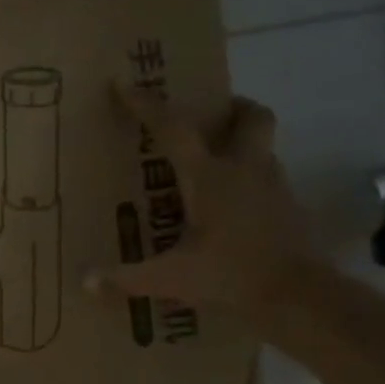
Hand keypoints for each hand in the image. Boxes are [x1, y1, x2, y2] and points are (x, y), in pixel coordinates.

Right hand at [84, 87, 316, 315]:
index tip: (124, 85)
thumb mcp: (171, 279)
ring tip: (213, 167)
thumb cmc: (231, 276)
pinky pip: (268, 180)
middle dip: (231, 107)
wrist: (300, 298)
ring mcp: (275, 187)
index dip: (147, 104)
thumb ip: (125, 279)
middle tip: (207, 118)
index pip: (174, 127)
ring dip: (241, 146)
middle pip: (251, 116)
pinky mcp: (291, 209)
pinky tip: (233, 210)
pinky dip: (251, 183)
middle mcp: (245, 169)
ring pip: (262, 147)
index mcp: (209, 176)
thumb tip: (83, 282)